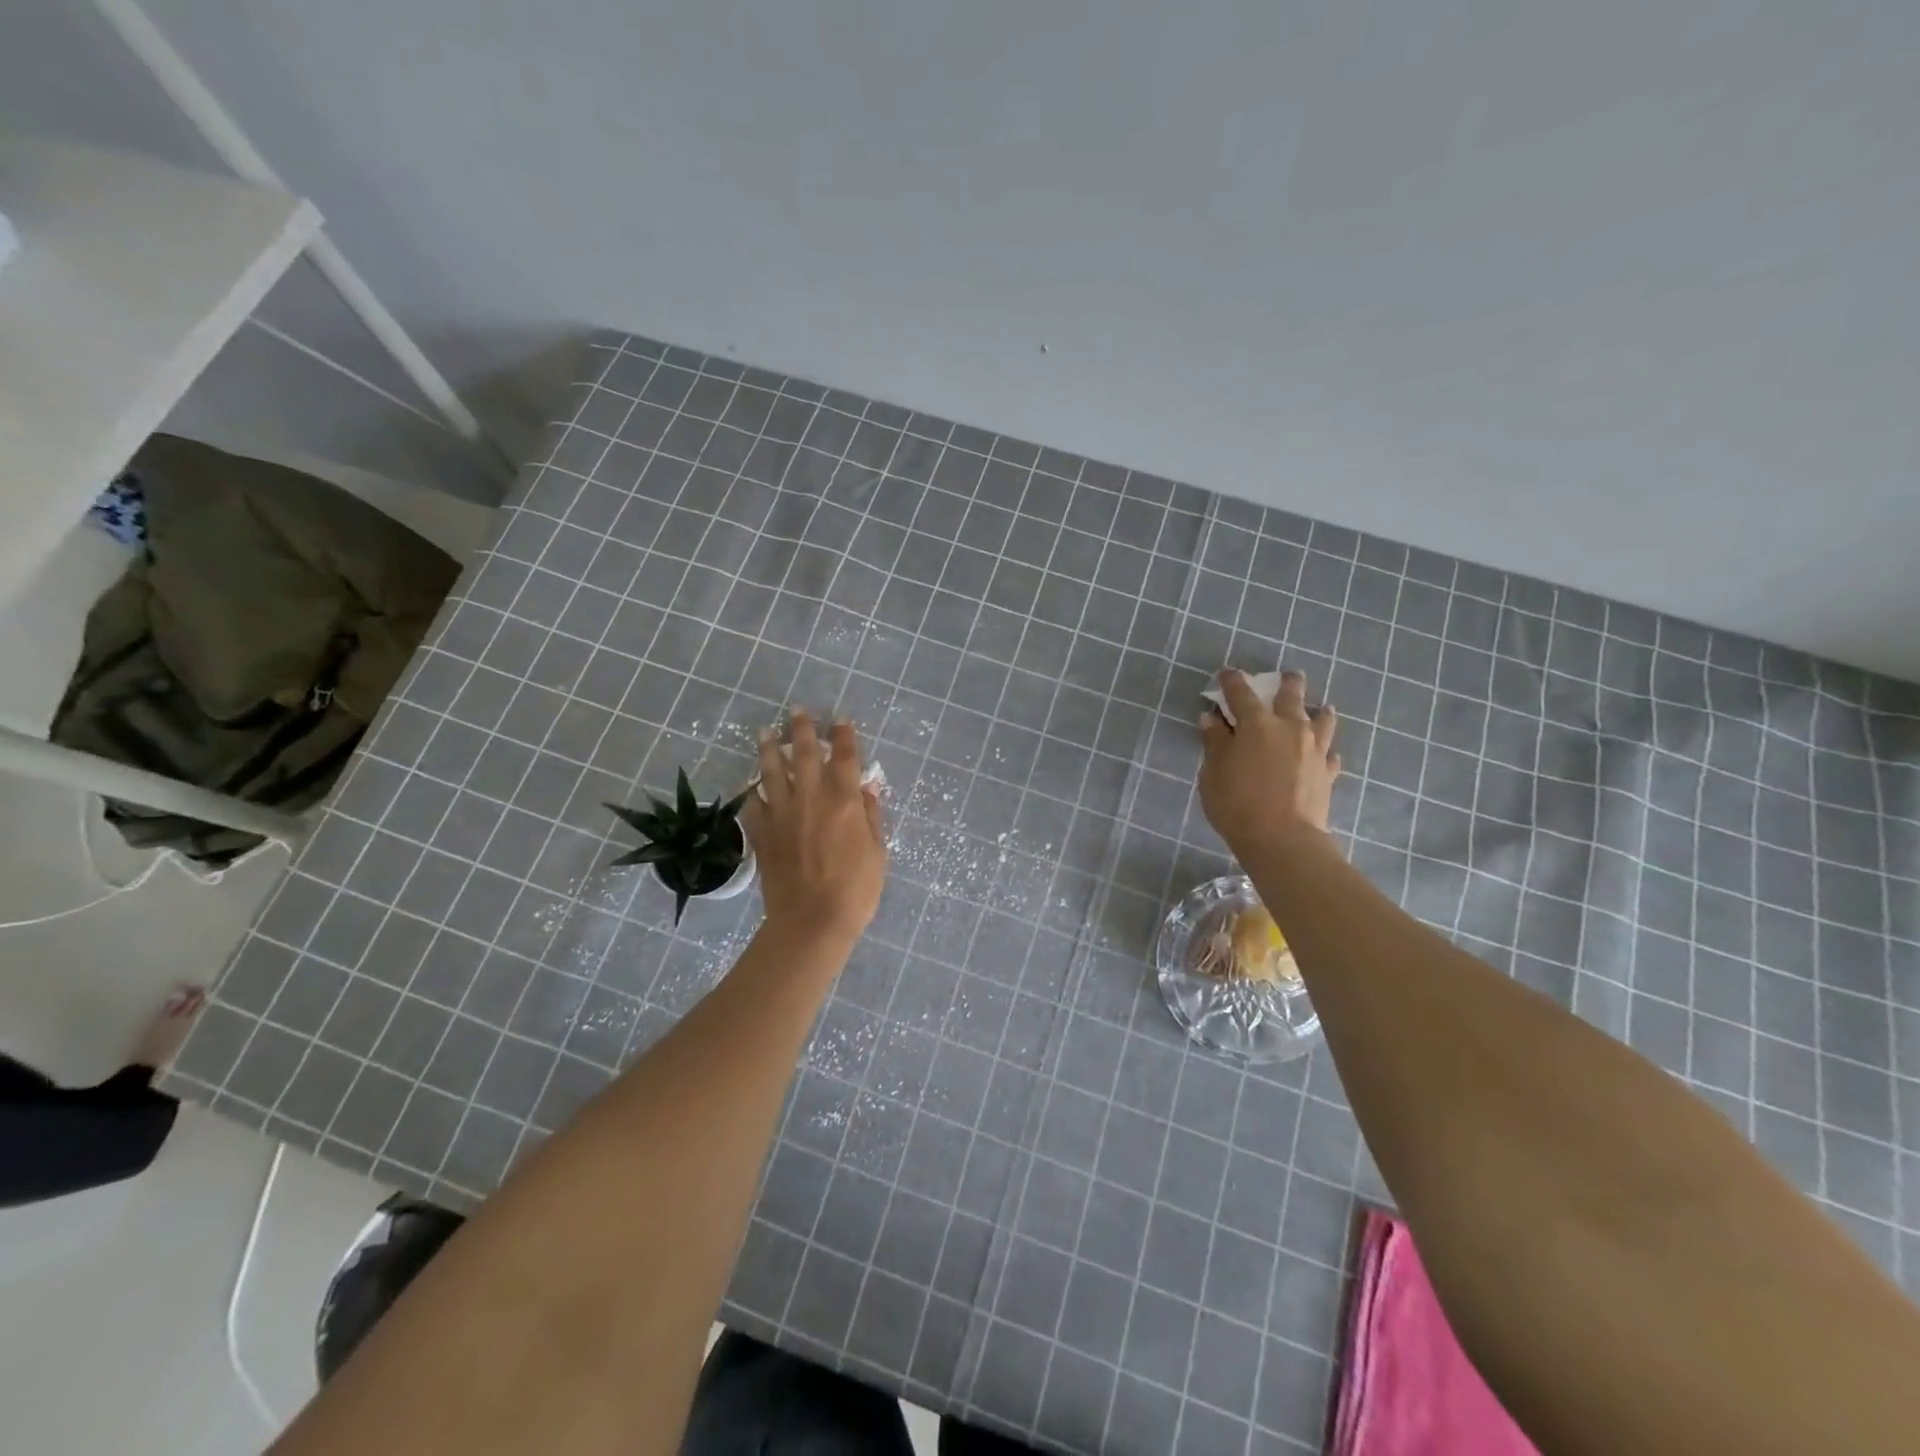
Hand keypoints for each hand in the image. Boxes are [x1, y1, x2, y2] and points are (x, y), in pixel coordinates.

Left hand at [744, 711, 886, 944]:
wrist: (812, 922)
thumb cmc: (855, 889)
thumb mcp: (877, 852)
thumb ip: (870, 815)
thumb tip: (866, 787)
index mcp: (844, 801)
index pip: (844, 757)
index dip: (844, 735)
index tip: (841, 720)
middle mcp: (811, 798)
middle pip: (803, 753)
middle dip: (802, 729)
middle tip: (798, 711)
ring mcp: (782, 814)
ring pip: (771, 771)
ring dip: (768, 748)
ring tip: (765, 732)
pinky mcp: (762, 834)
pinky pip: (752, 805)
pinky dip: (751, 792)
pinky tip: (750, 785)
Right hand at [1198, 669, 1341, 857]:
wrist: (1282, 839)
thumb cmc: (1237, 804)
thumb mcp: (1212, 773)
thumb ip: (1214, 743)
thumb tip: (1211, 719)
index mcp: (1256, 724)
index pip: (1241, 692)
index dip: (1232, 680)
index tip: (1226, 673)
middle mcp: (1289, 727)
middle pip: (1291, 695)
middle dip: (1287, 682)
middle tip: (1288, 676)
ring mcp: (1313, 748)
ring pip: (1323, 719)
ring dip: (1317, 710)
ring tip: (1318, 709)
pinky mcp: (1328, 771)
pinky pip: (1329, 752)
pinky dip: (1324, 749)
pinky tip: (1321, 753)